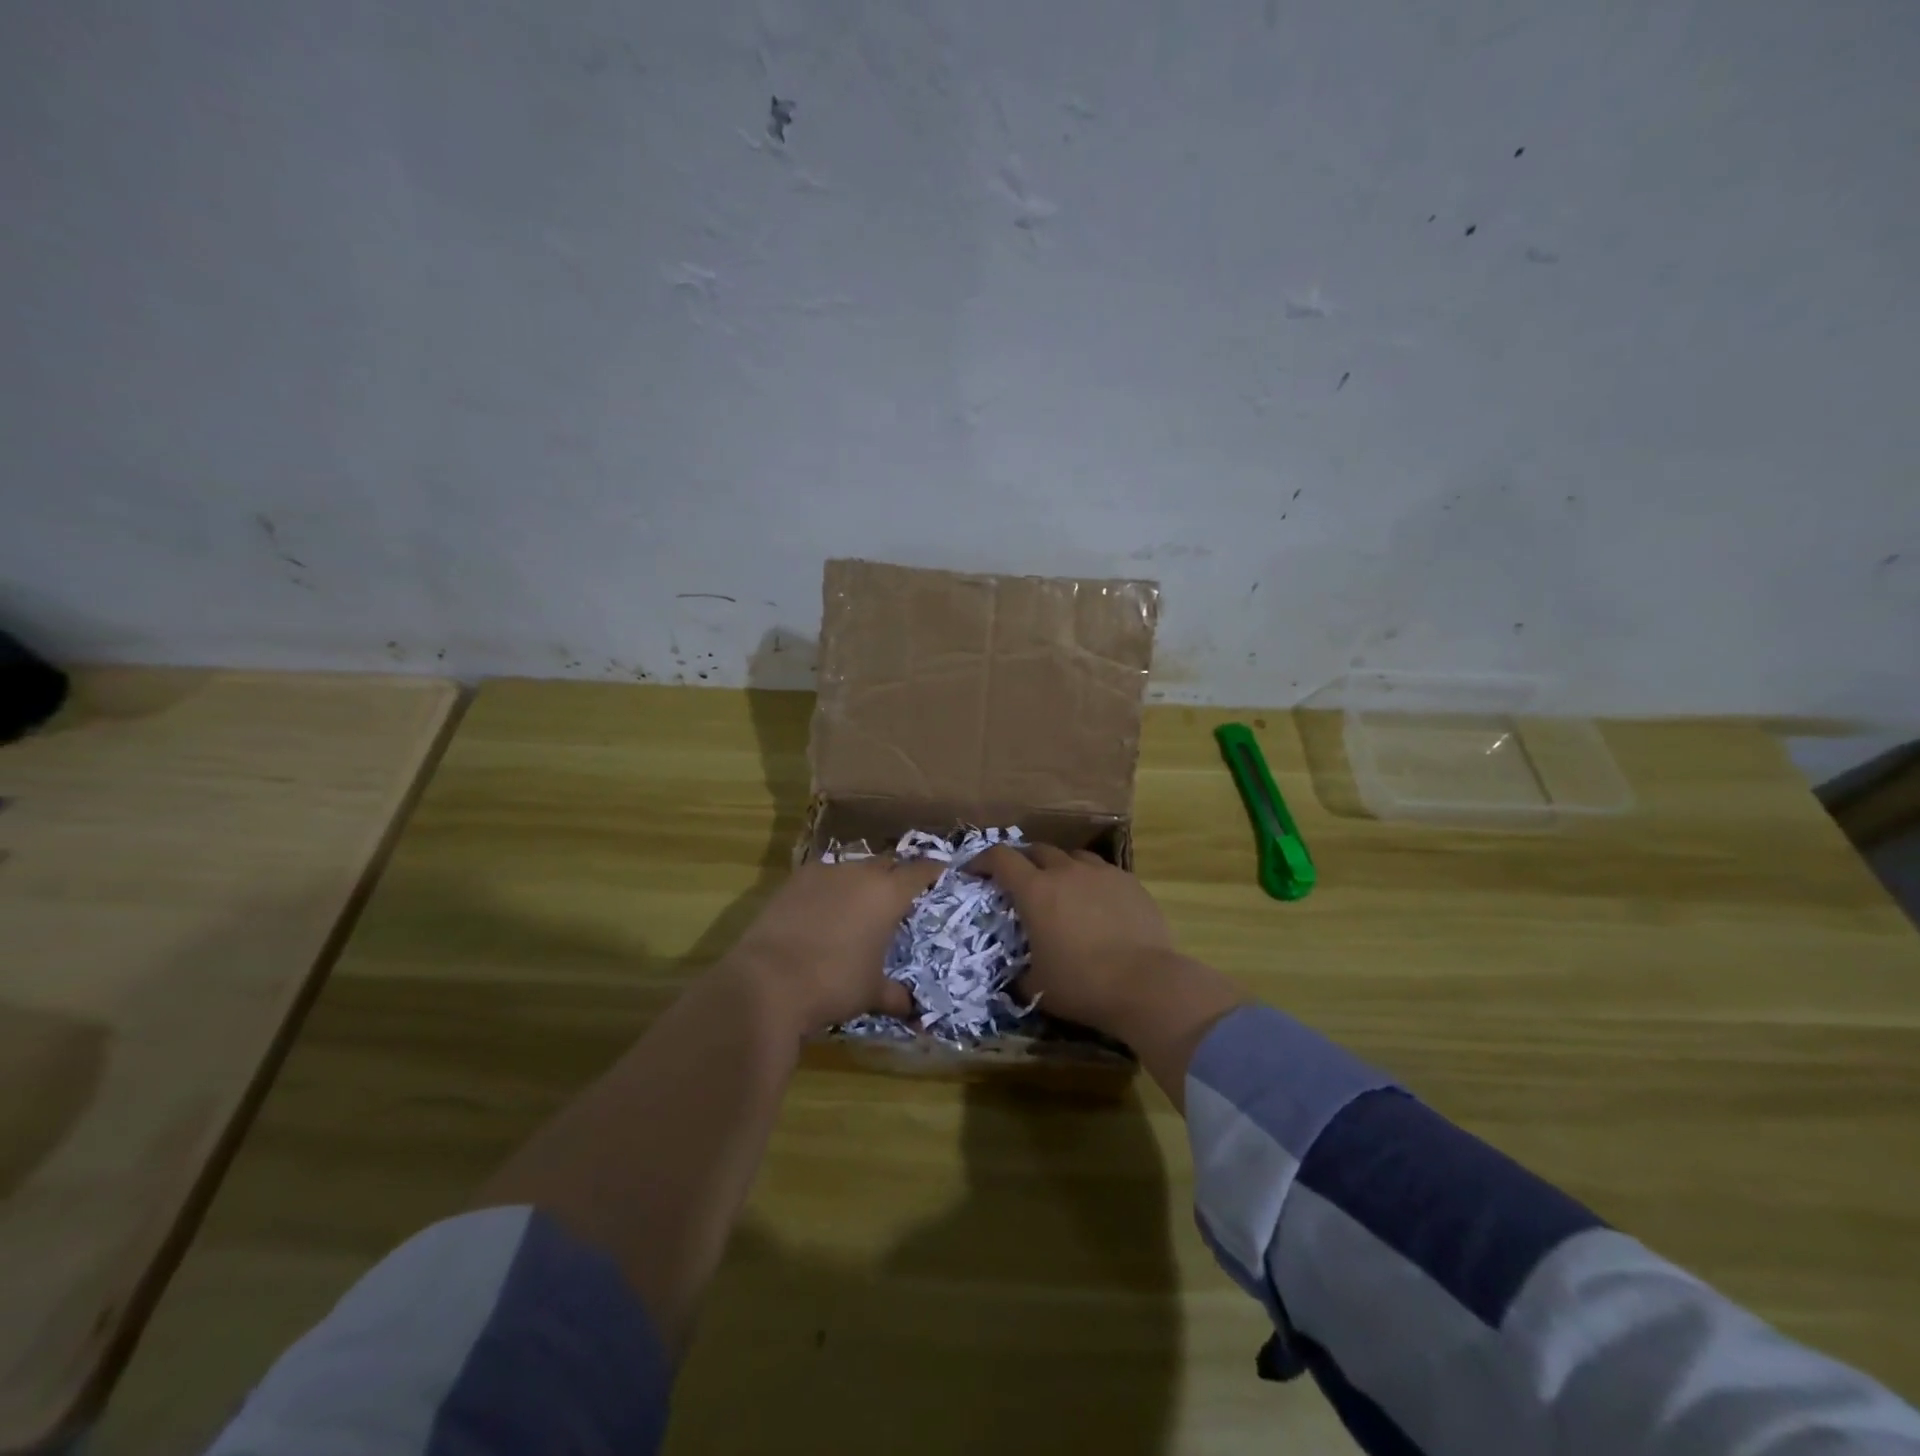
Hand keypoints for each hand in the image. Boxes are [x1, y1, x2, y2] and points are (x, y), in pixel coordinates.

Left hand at [723, 857, 942, 1033]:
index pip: (921, 870)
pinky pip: (823, 875)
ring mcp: (824, 873)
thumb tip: (913, 1010)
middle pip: (887, 863)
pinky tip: (824, 909)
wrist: (767, 982)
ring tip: (859, 904)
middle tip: (898, 897)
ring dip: (861, 881)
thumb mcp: (871, 993)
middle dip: (895, 876)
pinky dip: (831, 887)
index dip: (933, 871)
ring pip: (853, 867)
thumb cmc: (833, 984)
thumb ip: (895, 995)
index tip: (940, 874)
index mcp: (888, 894)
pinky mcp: (793, 880)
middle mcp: (859, 874)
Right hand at [966, 844, 1177, 1036]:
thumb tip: (1017, 978)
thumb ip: (1021, 976)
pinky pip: (1103, 871)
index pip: (1001, 859)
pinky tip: (1097, 901)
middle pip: (1037, 850)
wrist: (1146, 983)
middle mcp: (1066, 872)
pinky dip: (1091, 880)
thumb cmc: (1082, 984)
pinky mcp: (1130, 882)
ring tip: (1061, 887)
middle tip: (1019, 880)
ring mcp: (1101, 873)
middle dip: (1023, 861)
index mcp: (1036, 891)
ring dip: (1059, 866)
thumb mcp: (1038, 987)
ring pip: (1072, 856)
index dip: (983, 860)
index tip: (974, 871)